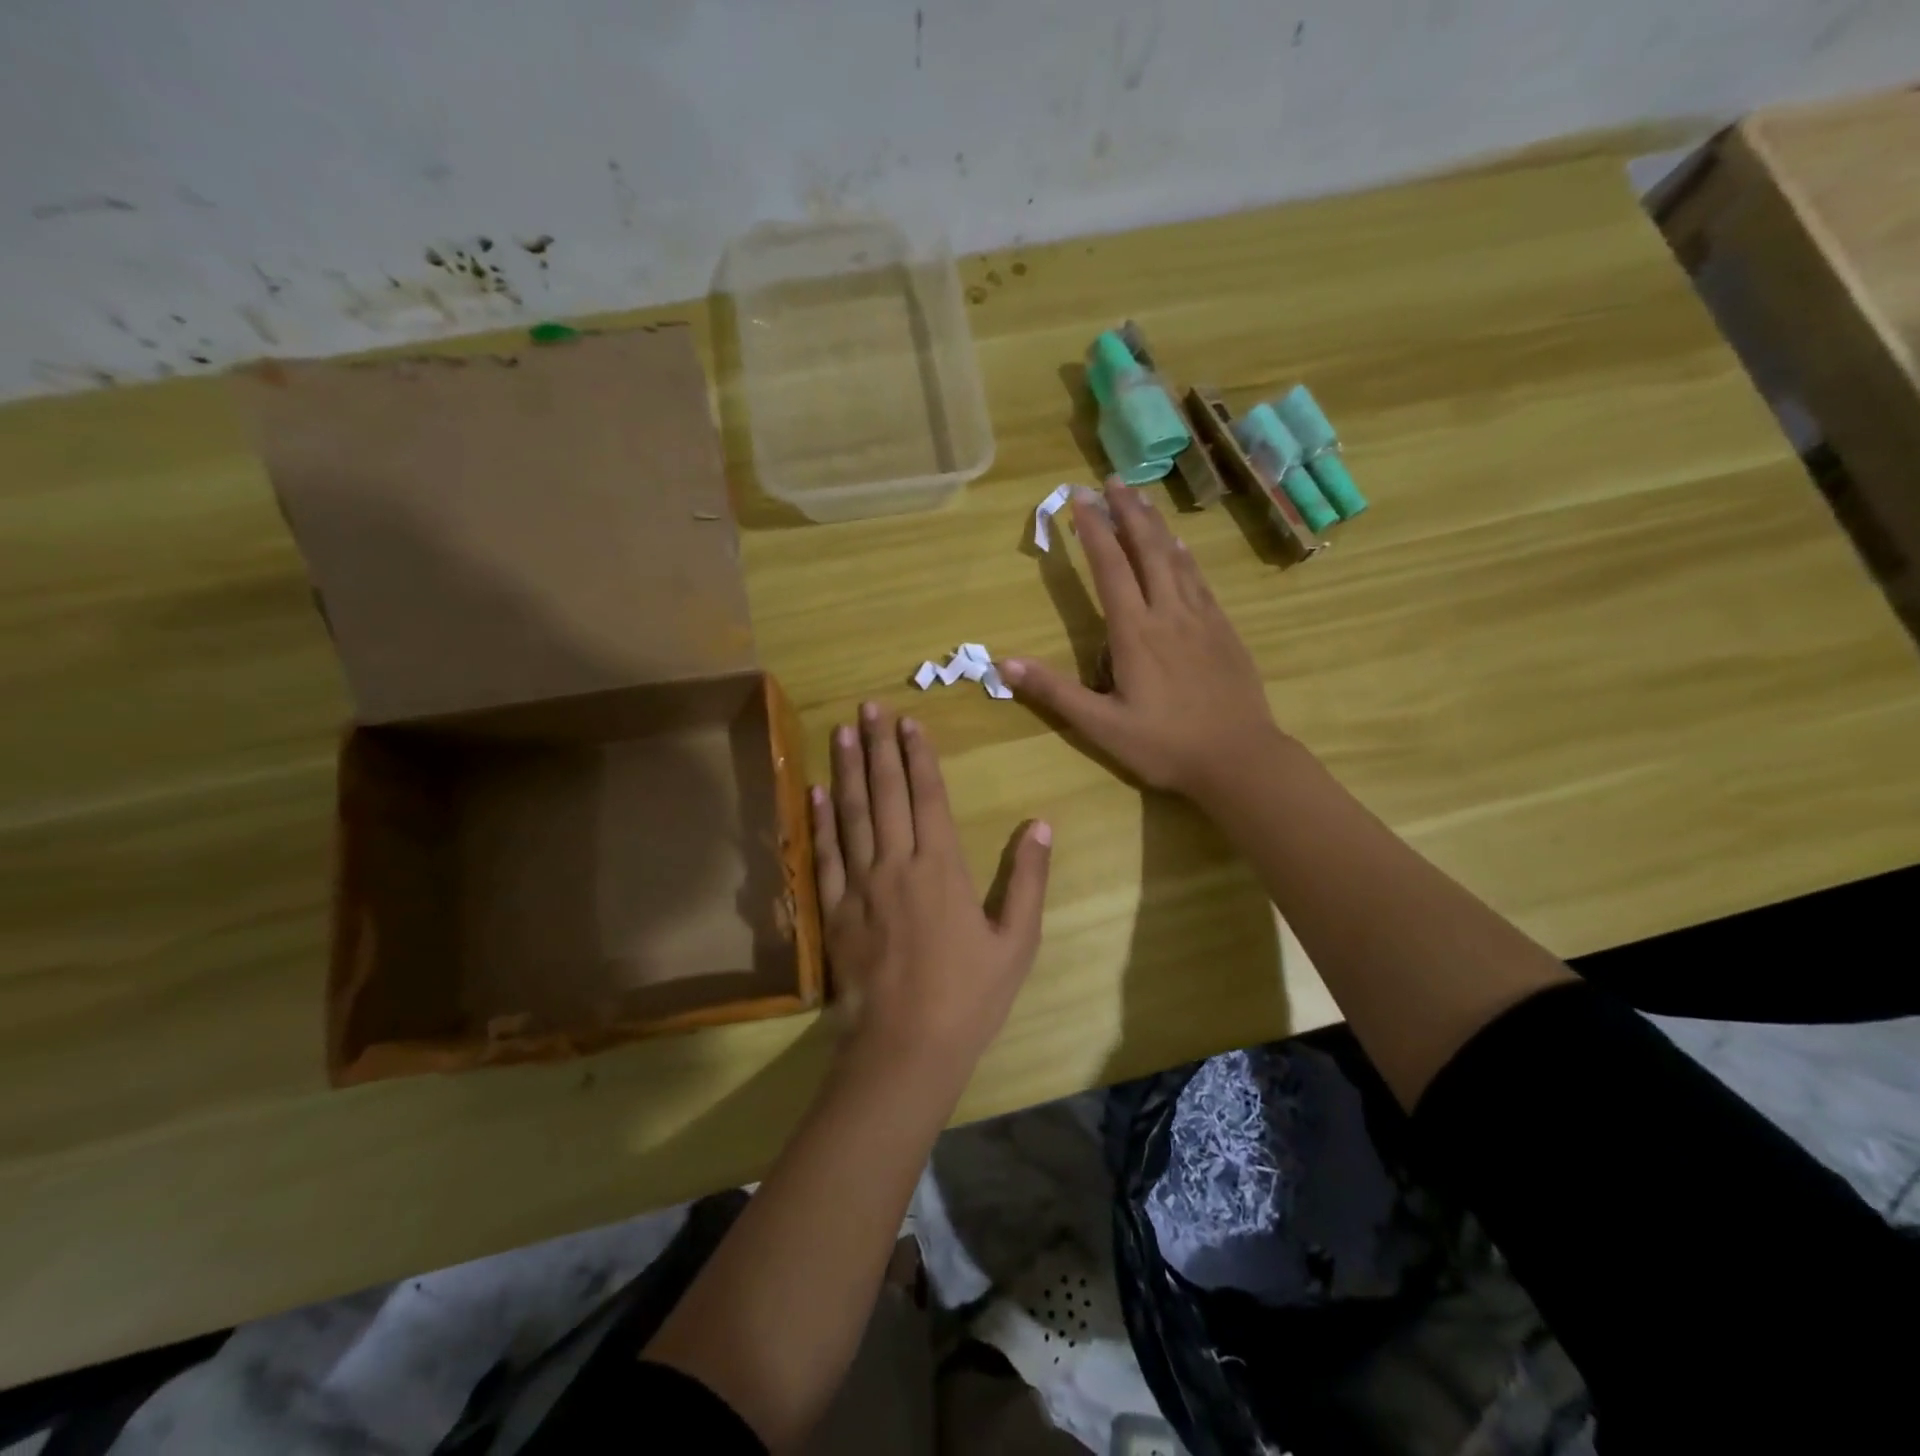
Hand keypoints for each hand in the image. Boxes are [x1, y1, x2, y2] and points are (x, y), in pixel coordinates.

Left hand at [810, 703, 1051, 1083]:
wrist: (906, 1047)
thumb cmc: (970, 996)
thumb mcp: (1016, 941)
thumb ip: (1029, 879)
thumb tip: (1041, 824)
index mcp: (942, 868)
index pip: (929, 797)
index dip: (919, 756)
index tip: (910, 722)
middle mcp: (897, 864)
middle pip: (886, 793)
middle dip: (880, 746)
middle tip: (870, 706)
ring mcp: (859, 885)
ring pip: (851, 813)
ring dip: (847, 769)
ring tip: (842, 731)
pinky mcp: (834, 910)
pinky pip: (824, 854)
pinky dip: (820, 819)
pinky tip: (816, 790)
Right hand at [1002, 480, 1280, 803]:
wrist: (1240, 759)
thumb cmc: (1165, 746)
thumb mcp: (1101, 726)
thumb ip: (1054, 692)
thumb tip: (1002, 663)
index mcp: (1135, 632)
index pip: (1110, 567)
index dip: (1093, 530)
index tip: (1078, 498)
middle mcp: (1169, 613)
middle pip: (1147, 549)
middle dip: (1127, 511)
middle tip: (1111, 480)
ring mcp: (1202, 619)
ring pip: (1177, 558)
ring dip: (1156, 525)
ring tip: (1141, 498)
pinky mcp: (1224, 630)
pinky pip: (1200, 579)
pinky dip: (1185, 555)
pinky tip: (1181, 547)